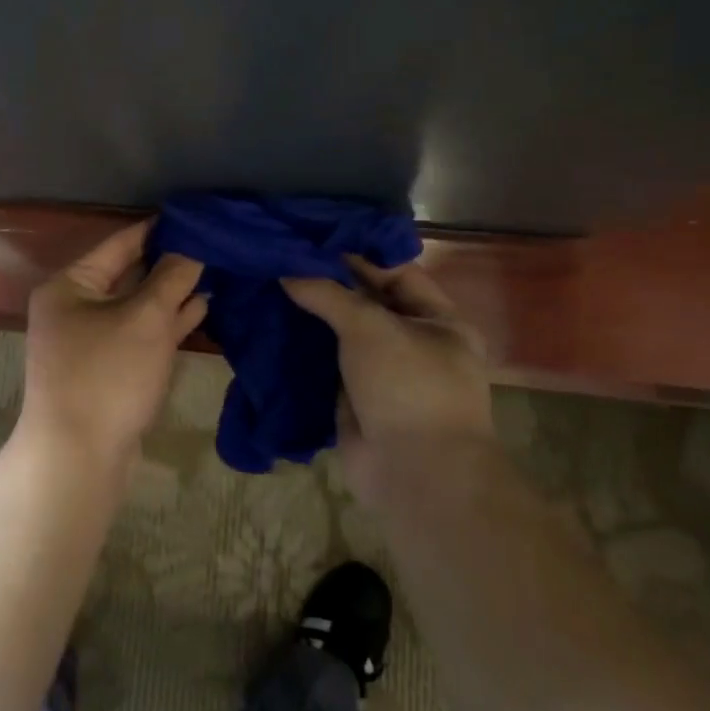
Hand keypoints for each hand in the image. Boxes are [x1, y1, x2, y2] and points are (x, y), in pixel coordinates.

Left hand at [20, 220, 207, 470]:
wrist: (79, 459)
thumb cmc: (108, 375)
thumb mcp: (144, 319)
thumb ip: (171, 278)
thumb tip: (192, 246)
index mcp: (69, 285)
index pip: (120, 243)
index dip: (159, 229)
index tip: (197, 217)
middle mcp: (74, 307)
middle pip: (129, 273)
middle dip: (170, 263)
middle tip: (214, 244)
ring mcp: (90, 340)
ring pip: (138, 306)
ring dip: (173, 293)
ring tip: (216, 271)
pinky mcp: (108, 369)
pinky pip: (140, 334)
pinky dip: (168, 322)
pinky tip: (201, 307)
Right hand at [282, 254, 493, 506]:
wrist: (413, 474)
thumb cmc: (407, 386)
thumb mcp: (370, 327)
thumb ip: (327, 294)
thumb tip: (286, 270)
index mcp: (439, 320)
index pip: (395, 271)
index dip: (356, 253)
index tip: (313, 236)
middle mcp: (414, 342)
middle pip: (366, 300)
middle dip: (328, 282)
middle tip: (284, 256)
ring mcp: (383, 372)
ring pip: (343, 333)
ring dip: (312, 314)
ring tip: (270, 282)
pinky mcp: (355, 397)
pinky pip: (327, 362)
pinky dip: (303, 346)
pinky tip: (271, 324)